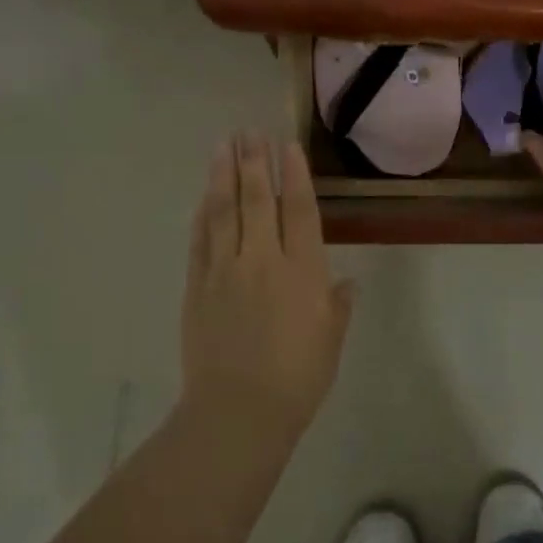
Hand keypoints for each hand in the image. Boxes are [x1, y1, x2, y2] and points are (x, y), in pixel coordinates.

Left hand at [181, 133, 355, 436]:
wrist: (238, 411)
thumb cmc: (297, 379)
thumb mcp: (330, 341)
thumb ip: (337, 306)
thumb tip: (345, 282)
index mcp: (302, 270)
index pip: (299, 210)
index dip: (294, 175)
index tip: (287, 146)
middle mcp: (263, 260)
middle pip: (257, 200)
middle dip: (254, 162)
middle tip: (249, 132)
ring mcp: (225, 270)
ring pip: (224, 211)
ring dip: (223, 176)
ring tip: (223, 146)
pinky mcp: (197, 286)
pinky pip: (200, 240)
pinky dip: (203, 214)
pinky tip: (204, 196)